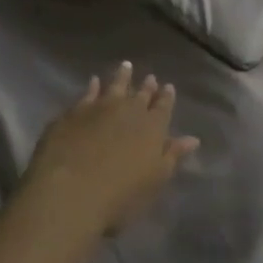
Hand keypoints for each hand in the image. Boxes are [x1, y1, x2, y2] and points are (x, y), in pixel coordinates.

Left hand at [13, 62, 199, 238]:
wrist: (69, 192)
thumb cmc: (120, 196)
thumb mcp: (154, 180)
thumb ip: (172, 156)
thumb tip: (192, 139)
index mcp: (153, 127)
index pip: (163, 107)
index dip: (166, 97)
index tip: (168, 87)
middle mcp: (129, 111)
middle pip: (140, 94)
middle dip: (147, 86)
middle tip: (150, 77)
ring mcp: (99, 108)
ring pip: (115, 86)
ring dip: (122, 77)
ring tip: (126, 66)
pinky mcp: (73, 113)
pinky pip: (87, 94)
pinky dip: (93, 87)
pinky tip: (94, 81)